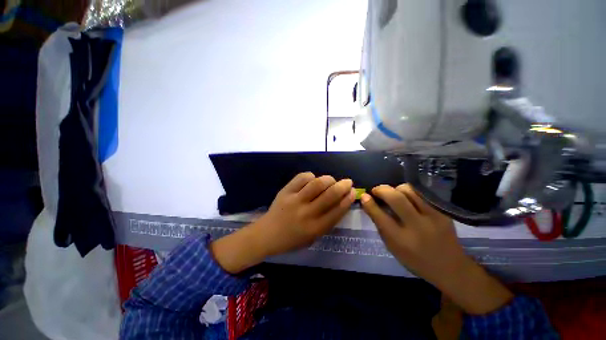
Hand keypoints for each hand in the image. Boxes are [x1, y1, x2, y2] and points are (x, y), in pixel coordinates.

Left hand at [258, 172, 355, 255]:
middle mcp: (307, 213)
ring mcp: (295, 200)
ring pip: (317, 183)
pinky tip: (312, 180)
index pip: (337, 210)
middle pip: (330, 194)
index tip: (353, 191)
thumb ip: (327, 222)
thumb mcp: (313, 237)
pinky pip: (302, 177)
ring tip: (331, 180)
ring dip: (329, 179)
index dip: (348, 199)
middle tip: (347, 182)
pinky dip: (311, 176)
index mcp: (315, 228)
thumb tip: (340, 202)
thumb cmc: (292, 239)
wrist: (267, 234)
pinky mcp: (286, 191)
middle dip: (343, 186)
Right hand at [361, 184, 512, 313]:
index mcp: (401, 240)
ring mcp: (433, 217)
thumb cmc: (415, 259)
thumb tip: (368, 202)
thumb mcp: (392, 247)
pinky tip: (407, 198)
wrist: (450, 267)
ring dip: (396, 189)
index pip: (380, 215)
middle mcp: (417, 227)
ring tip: (393, 195)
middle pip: (395, 198)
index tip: (364, 195)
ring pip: (410, 190)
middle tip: (376, 191)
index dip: (369, 203)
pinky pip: (422, 193)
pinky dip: (410, 192)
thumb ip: (380, 224)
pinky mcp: (443, 211)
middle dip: (381, 190)